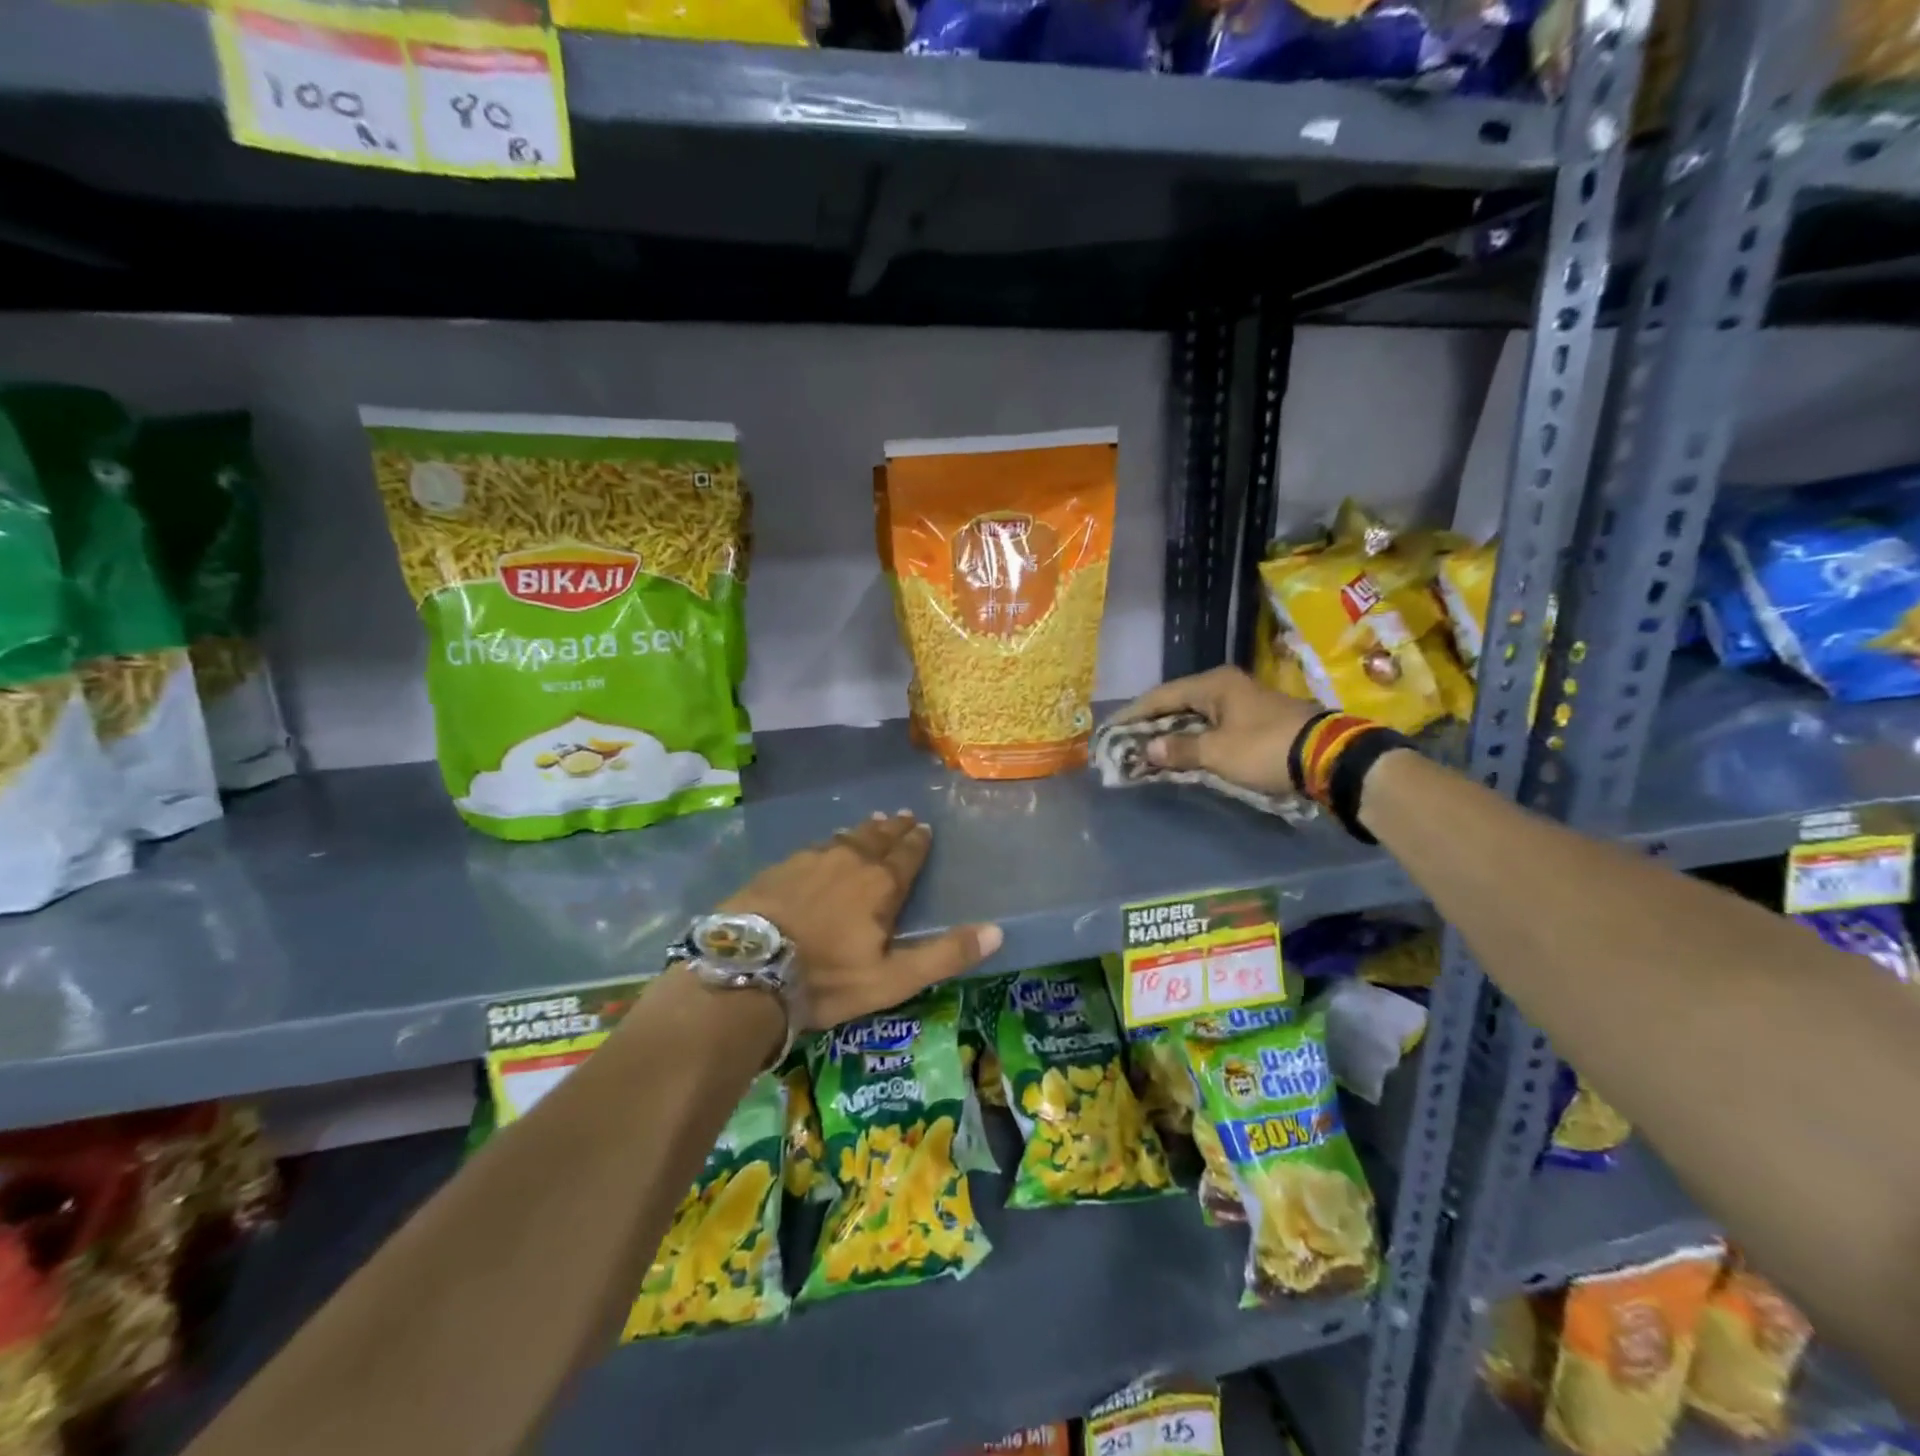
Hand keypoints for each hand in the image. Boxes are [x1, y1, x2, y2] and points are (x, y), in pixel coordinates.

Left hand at [719, 811, 1001, 1030]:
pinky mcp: (781, 866)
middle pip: (878, 838)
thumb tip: (997, 930)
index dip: (918, 841)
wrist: (748, 970)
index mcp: (881, 884)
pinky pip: (816, 846)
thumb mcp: (892, 979)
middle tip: (903, 817)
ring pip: (846, 837)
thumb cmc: (827, 979)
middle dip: (894, 828)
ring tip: (873, 823)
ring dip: (864, 830)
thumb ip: (945, 954)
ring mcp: (812, 859)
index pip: (907, 854)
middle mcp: (850, 861)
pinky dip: (831, 842)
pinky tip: (827, 844)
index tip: (924, 828)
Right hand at [1114, 667, 1319, 795]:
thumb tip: (1146, 749)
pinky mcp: (1255, 721)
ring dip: (1172, 734)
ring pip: (1196, 717)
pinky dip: (1194, 740)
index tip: (1111, 730)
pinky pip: (1212, 727)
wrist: (1329, 758)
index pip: (1161, 696)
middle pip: (1177, 704)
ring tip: (1148, 751)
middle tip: (1126, 742)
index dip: (1133, 714)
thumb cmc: (1265, 748)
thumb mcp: (1217, 752)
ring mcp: (1243, 702)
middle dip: (1151, 725)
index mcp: (1213, 684)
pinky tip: (1182, 754)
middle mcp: (1226, 686)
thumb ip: (1178, 750)